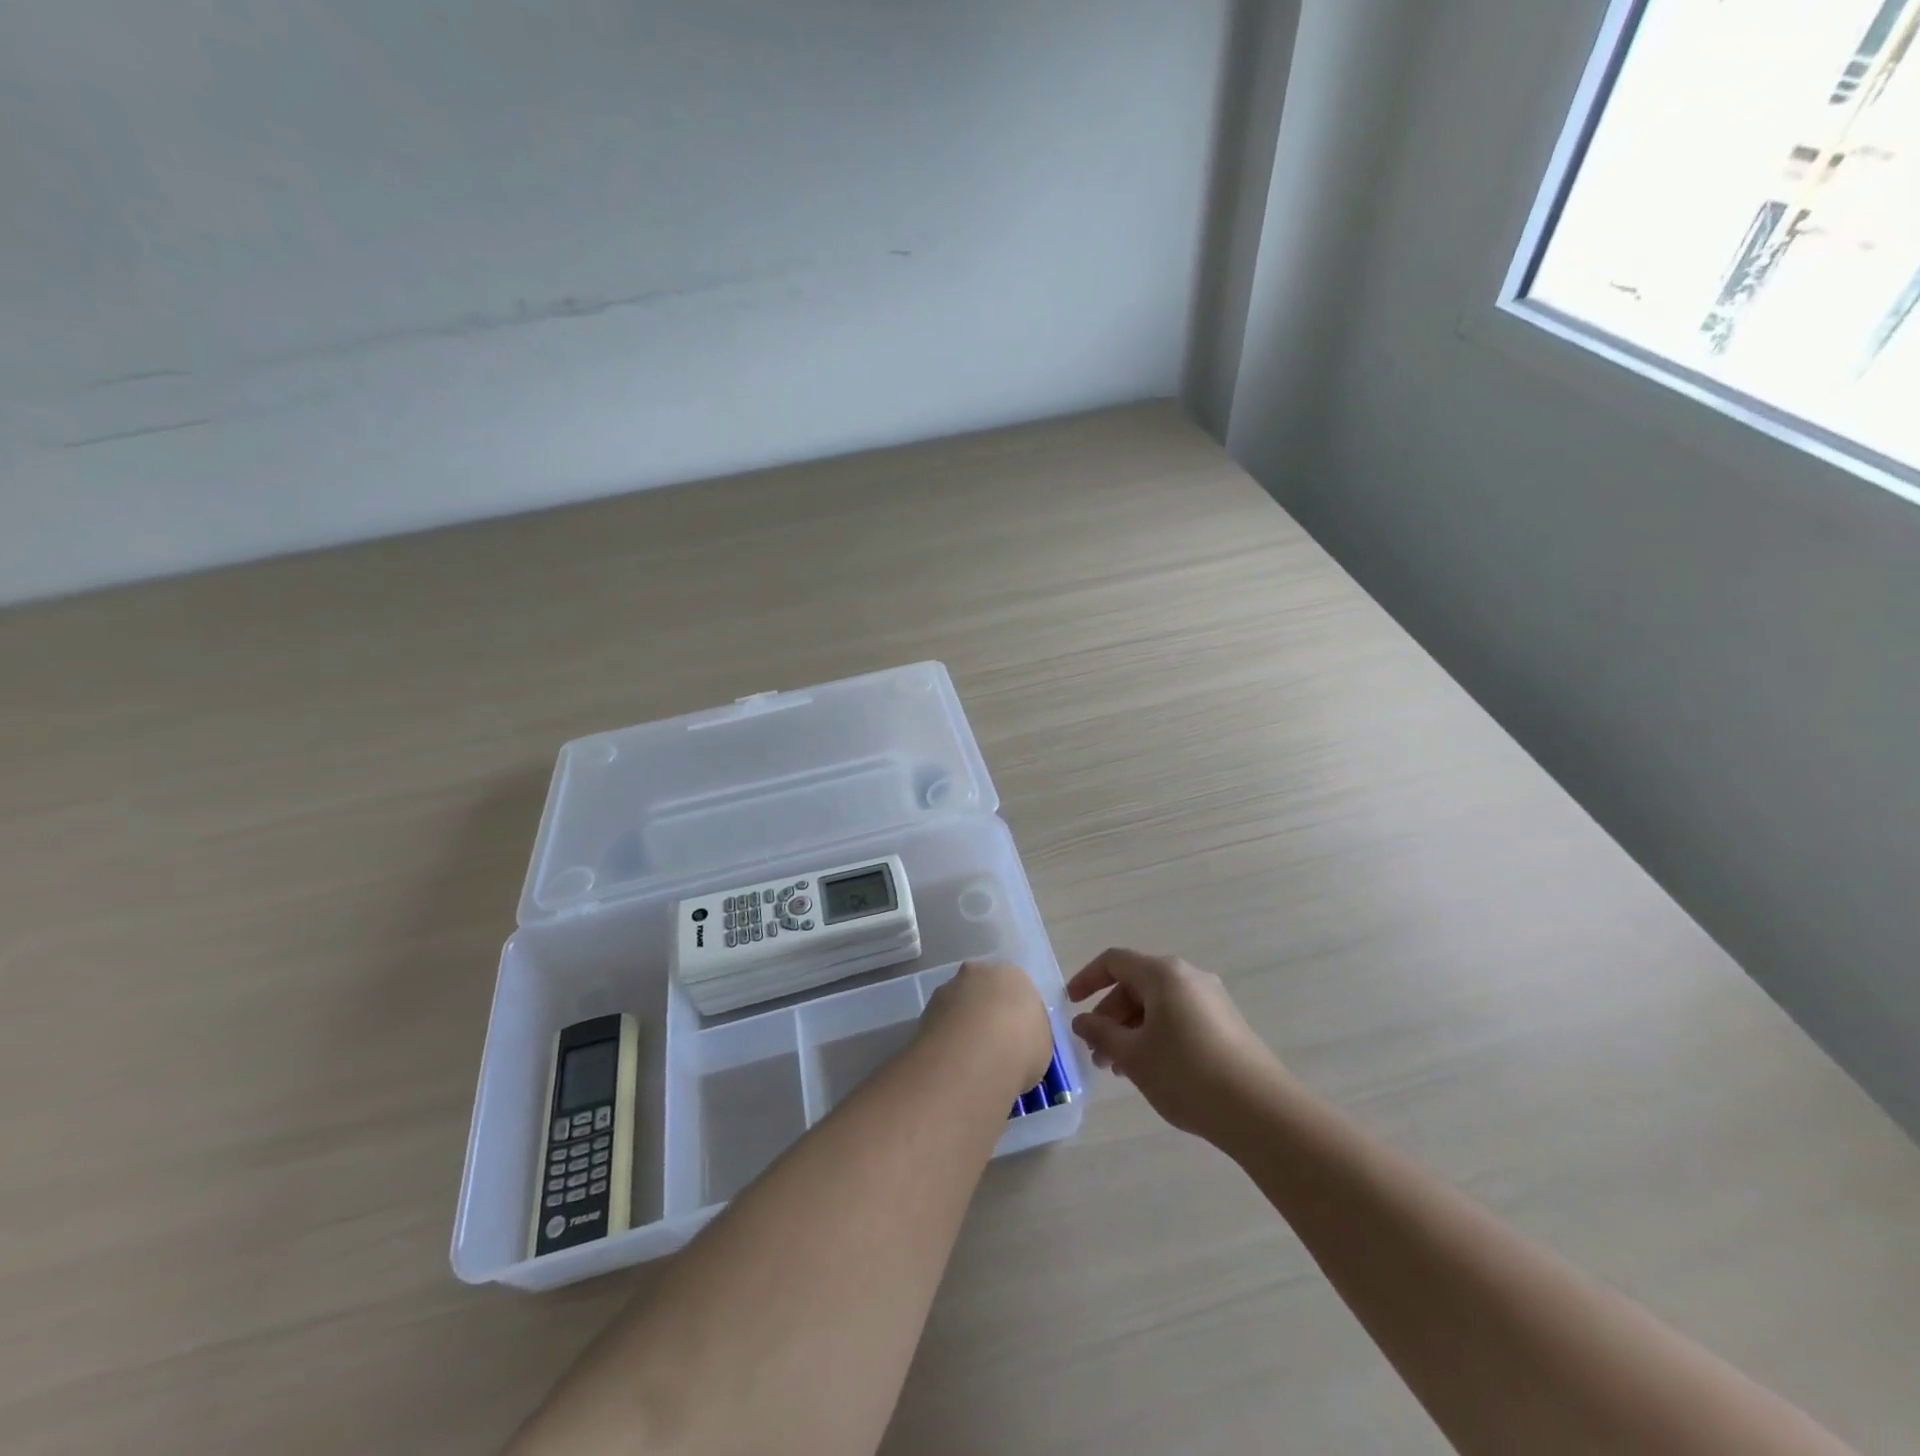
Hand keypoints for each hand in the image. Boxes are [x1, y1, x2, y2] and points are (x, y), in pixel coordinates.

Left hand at [920, 959, 1053, 1100]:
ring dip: (960, 1026)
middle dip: (983, 1014)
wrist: (977, 1055)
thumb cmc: (1022, 1047)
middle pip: (982, 991)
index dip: (1013, 1017)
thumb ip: (1028, 1037)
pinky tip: (951, 1064)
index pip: (1014, 991)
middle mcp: (978, 972)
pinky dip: (944, 1040)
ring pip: (957, 1006)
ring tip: (967, 1061)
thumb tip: (1016, 1044)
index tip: (1013, 1042)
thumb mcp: (1041, 1046)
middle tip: (989, 1047)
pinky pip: (940, 1025)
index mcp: (1013, 975)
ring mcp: (948, 989)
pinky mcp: (925, 1010)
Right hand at [1068, 949, 1286, 1143]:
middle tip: (1096, 1053)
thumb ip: (1101, 1033)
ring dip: (1132, 1030)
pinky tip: (1152, 1070)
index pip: (1114, 962)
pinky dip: (1156, 1035)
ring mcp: (1211, 999)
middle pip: (1136, 984)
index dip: (1086, 979)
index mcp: (1163, 974)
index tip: (1069, 1005)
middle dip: (1110, 1015)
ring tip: (1120, 1069)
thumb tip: (1082, 1020)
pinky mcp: (1226, 1024)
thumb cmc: (1186, 1074)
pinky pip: (1178, 1018)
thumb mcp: (1133, 1055)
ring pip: (1157, 1005)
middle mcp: (1188, 976)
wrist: (1260, 1111)